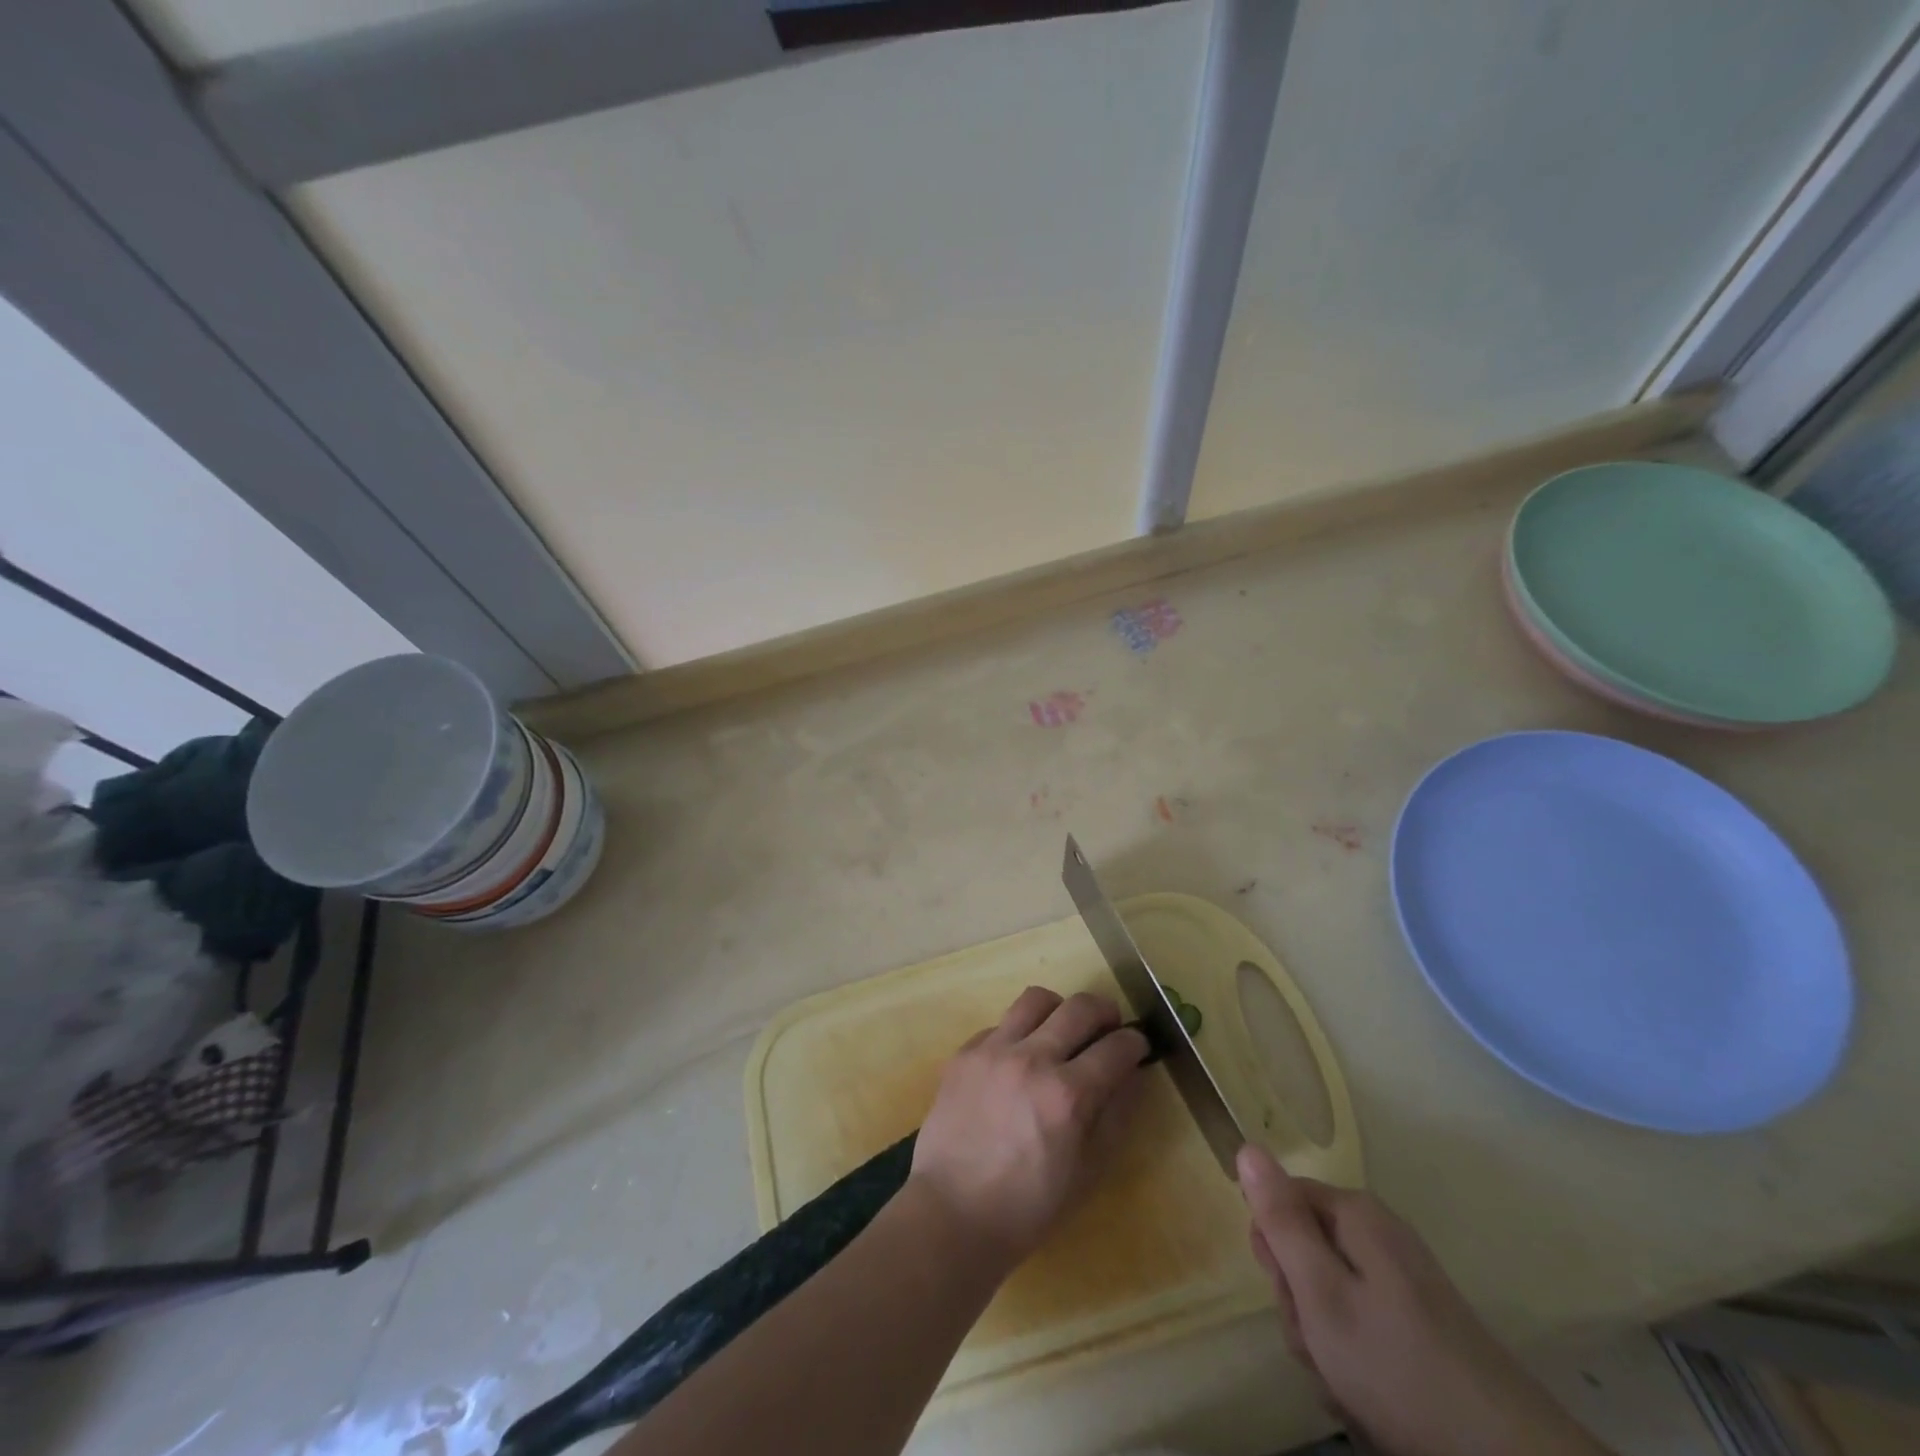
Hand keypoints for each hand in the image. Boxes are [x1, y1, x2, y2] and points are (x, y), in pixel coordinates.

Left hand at [910, 987, 1147, 1266]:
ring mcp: (994, 1050)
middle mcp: (1032, 1059)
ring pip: (1036, 999)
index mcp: (1068, 1094)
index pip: (1116, 1047)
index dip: (1135, 1042)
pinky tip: (1017, 1061)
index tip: (1137, 1045)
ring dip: (1059, 1010)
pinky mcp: (964, 1053)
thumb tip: (1132, 1075)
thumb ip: (1116, 1116)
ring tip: (1061, 1031)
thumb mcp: (1088, 1172)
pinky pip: (1000, 1024)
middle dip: (1105, 1012)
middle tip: (1108, 1028)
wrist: (952, 1213)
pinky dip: (1018, 1034)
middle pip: (1080, 1008)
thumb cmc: (1028, 1207)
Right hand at [1237, 1145, 1610, 1455]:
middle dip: (1299, 1301)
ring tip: (1344, 1380)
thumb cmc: (1397, 1366)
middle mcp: (1378, 1234)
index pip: (1280, 1201)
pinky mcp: (1419, 1322)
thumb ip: (1281, 1220)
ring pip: (1329, 1292)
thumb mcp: (1320, 1292)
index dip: (1272, 1248)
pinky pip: (1360, 1322)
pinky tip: (1366, 1396)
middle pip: (1305, 1248)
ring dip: (1322, 1337)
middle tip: (1318, 1343)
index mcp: (1354, 1214)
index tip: (1288, 1293)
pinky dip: (1353, 1357)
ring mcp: (1402, 1279)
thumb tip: (1247, 1146)